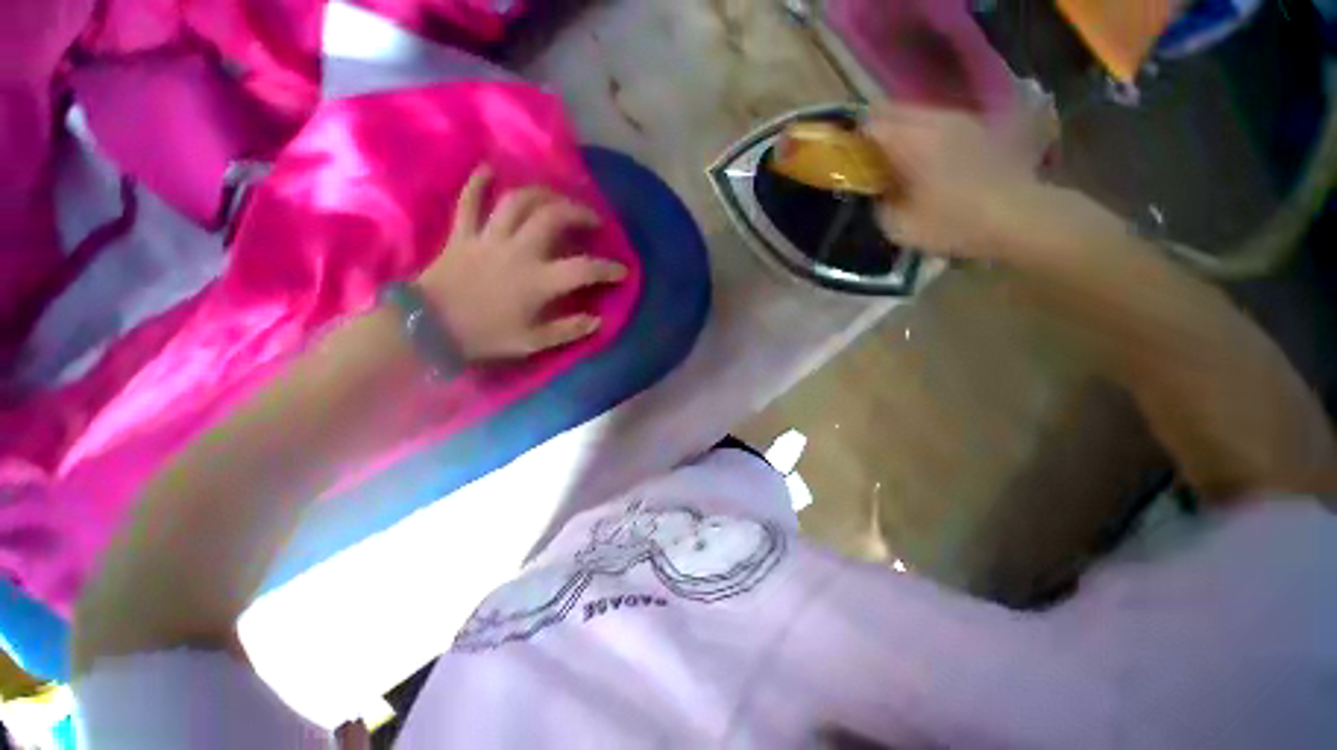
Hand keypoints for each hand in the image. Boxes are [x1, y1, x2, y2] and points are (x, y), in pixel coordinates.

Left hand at [418, 166, 627, 360]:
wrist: (428, 329)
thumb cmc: (485, 337)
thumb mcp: (532, 342)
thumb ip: (568, 330)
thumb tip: (597, 320)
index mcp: (538, 281)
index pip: (584, 269)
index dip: (608, 269)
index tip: (622, 270)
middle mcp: (518, 251)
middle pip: (553, 218)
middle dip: (579, 213)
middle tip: (593, 220)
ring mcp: (489, 238)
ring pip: (518, 202)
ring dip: (542, 194)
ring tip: (556, 197)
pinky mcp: (463, 234)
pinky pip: (470, 201)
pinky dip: (479, 183)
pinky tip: (489, 170)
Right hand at [865, 104, 1054, 260]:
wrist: (1017, 216)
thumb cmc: (954, 223)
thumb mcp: (900, 227)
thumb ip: (879, 205)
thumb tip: (875, 192)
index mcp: (912, 141)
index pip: (870, 124)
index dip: (853, 139)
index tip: (846, 159)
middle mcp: (934, 121)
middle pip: (892, 110)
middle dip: (874, 130)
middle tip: (865, 157)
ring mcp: (959, 120)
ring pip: (916, 113)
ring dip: (899, 130)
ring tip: (893, 157)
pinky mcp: (975, 127)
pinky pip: (936, 121)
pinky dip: (921, 133)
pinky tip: (922, 157)